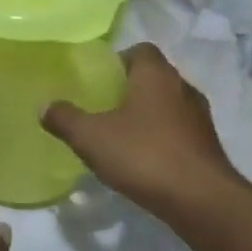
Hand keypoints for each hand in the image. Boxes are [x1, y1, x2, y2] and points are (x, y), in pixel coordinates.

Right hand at [41, 43, 244, 221]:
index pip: (140, 50)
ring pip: (167, 105)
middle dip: (129, 88)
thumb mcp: (90, 137)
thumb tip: (44, 105)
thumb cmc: (143, 155)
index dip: (118, 60)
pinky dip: (160, 138)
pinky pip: (177, 131)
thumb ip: (65, 118)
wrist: (201, 200)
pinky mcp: (207, 146)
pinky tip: (141, 158)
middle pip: (154, 77)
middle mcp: (182, 88)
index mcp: (156, 75)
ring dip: (146, 115)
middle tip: (101, 106)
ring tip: (119, 134)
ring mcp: (200, 118)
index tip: (98, 79)